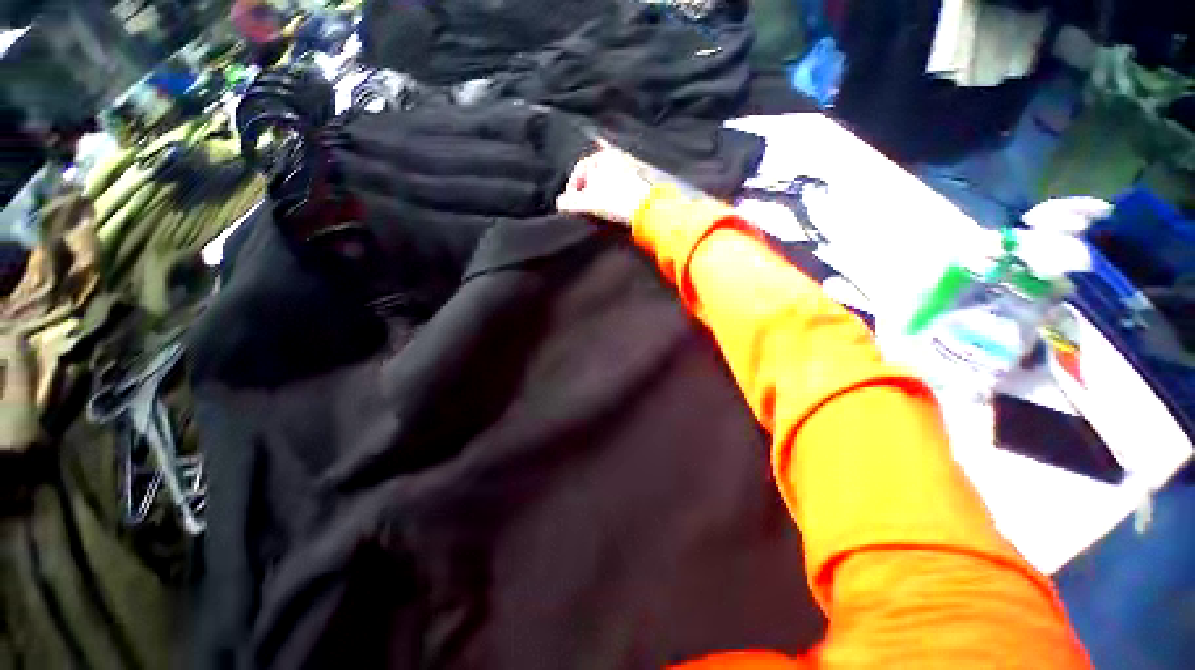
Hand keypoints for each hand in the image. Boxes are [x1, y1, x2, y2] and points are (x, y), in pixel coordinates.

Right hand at [556, 149, 654, 225]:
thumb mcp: (587, 203)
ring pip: (607, 181)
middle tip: (583, 207)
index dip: (571, 188)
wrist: (647, 210)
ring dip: (599, 195)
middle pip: (594, 175)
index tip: (570, 204)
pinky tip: (612, 208)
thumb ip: (569, 202)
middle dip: (585, 191)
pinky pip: (619, 187)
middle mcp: (618, 157)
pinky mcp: (641, 181)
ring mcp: (631, 168)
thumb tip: (560, 204)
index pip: (579, 170)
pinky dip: (613, 196)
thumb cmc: (616, 202)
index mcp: (603, 155)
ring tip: (597, 209)